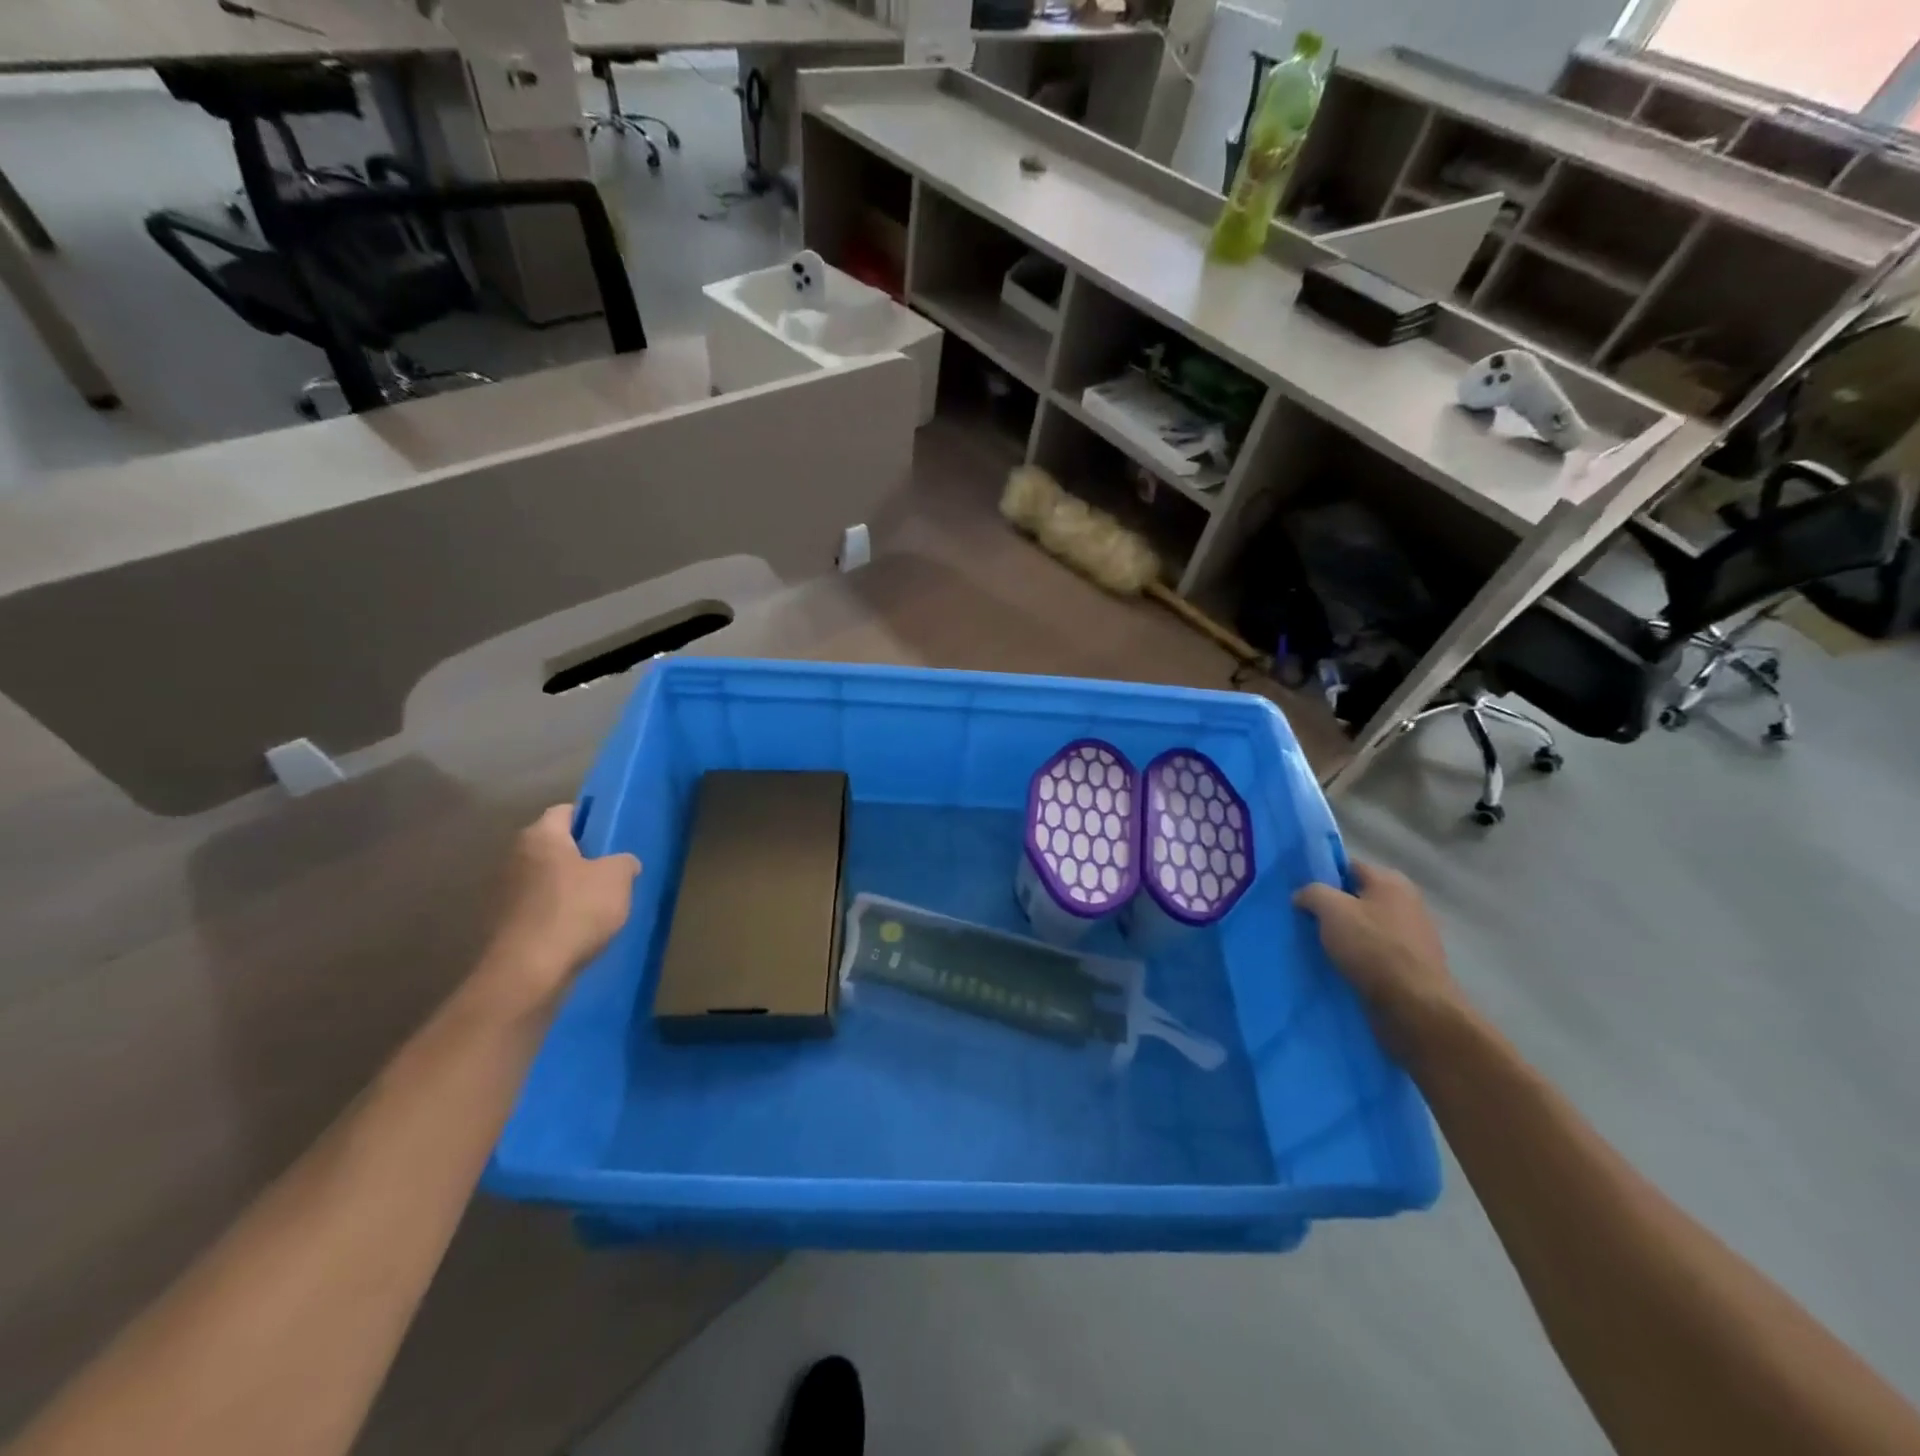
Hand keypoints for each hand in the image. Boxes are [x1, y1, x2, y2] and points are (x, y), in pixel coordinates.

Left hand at [482, 805, 641, 1006]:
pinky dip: (555, 912)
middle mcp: (515, 856)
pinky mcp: (502, 923)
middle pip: (553, 845)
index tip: (611, 836)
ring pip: (544, 877)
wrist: (529, 971)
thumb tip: (623, 863)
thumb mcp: (618, 878)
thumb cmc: (576, 910)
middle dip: (579, 855)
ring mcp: (503, 891)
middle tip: (609, 870)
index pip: (566, 811)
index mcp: (540, 836)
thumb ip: (624, 862)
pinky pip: (537, 907)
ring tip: (596, 904)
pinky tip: (576, 929)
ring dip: (566, 886)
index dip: (590, 819)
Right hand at [1294, 860, 1468, 1062]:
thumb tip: (1303, 896)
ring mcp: (1413, 935)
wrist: (1415, 1007)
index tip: (1301, 895)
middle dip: (1332, 908)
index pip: (1347, 867)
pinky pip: (1376, 951)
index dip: (1321, 877)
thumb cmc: (1372, 948)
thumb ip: (1312, 893)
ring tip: (1319, 946)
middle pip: (1357, 897)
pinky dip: (1359, 956)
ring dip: (1344, 935)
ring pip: (1365, 926)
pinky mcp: (1413, 964)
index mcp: (1390, 881)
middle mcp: (1407, 902)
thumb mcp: (1331, 910)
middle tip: (1305, 921)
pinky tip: (1341, 967)